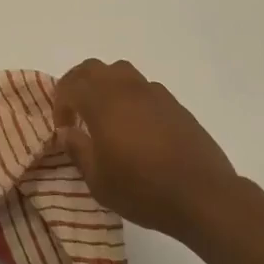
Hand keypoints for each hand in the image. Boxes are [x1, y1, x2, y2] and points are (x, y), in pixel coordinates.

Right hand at [54, 58, 243, 242]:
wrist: (203, 196)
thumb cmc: (143, 190)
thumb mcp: (99, 180)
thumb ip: (78, 150)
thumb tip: (67, 131)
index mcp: (103, 103)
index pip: (71, 85)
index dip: (60, 103)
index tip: (63, 128)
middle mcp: (127, 89)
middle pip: (93, 68)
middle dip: (77, 84)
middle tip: (75, 111)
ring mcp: (154, 93)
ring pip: (121, 71)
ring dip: (105, 85)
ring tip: (105, 114)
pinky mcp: (174, 104)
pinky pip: (144, 87)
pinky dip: (130, 96)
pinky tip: (135, 125)